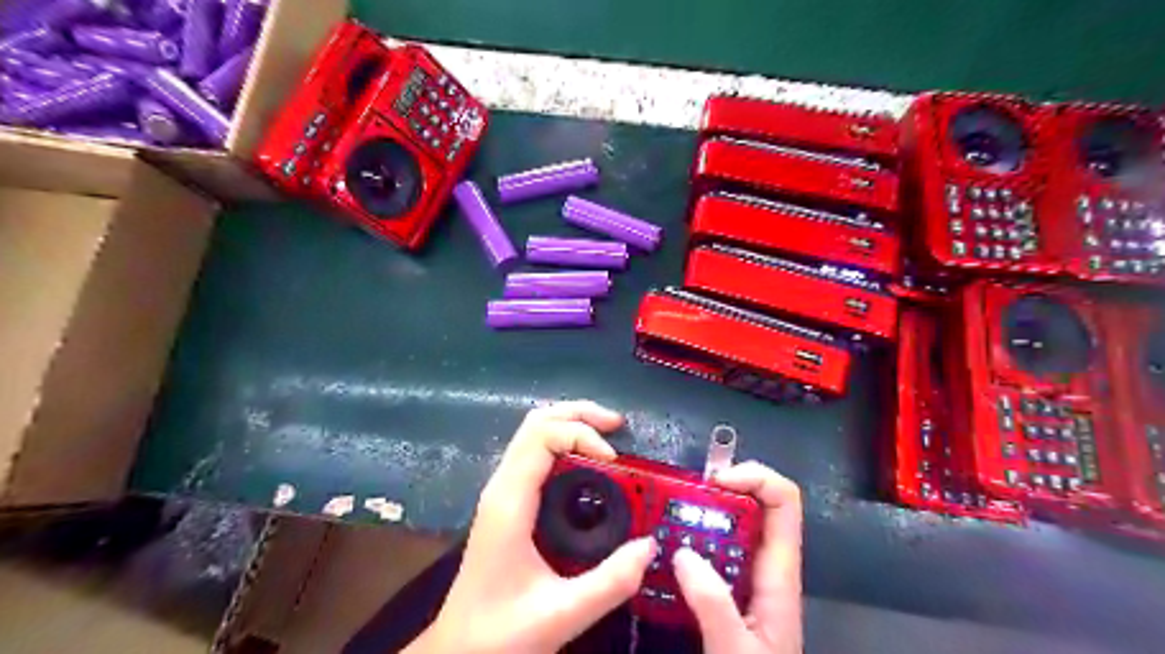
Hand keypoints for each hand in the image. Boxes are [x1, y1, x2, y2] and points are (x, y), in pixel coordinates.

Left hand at [405, 401, 652, 652]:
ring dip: (570, 424)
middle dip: (578, 414)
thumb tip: (650, 546)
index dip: (581, 434)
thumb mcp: (561, 614)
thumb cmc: (499, 633)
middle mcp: (502, 486)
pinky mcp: (508, 504)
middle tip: (618, 425)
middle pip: (536, 422)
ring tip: (608, 436)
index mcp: (509, 501)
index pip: (542, 436)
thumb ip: (609, 583)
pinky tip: (589, 464)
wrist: (457, 652)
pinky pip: (535, 456)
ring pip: (533, 435)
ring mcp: (502, 493)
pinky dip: (564, 444)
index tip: (615, 461)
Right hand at [670, 459, 807, 653]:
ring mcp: (748, 575)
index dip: (755, 477)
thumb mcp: (735, 651)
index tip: (715, 482)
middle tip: (678, 494)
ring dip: (700, 512)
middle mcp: (766, 565)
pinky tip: (665, 547)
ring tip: (664, 514)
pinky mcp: (729, 587)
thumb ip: (713, 605)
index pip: (783, 502)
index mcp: (779, 573)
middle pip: (755, 503)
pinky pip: (712, 549)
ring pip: (730, 525)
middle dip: (718, 489)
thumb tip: (683, 553)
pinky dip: (690, 538)